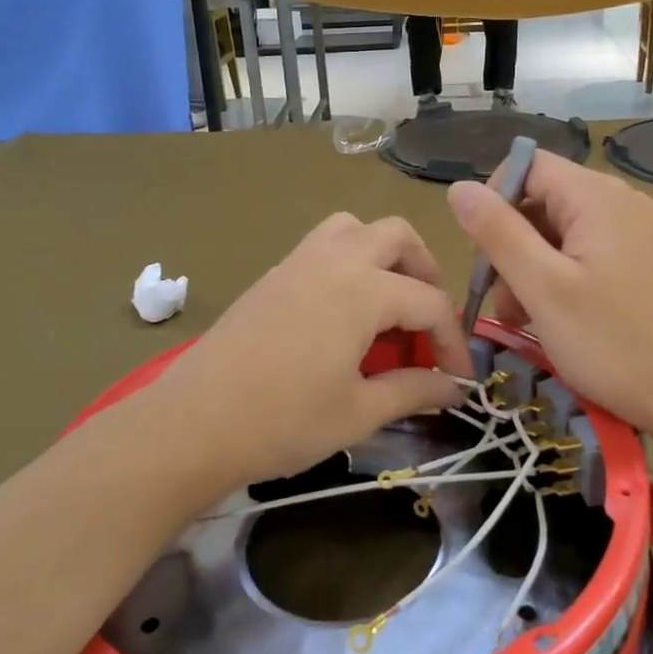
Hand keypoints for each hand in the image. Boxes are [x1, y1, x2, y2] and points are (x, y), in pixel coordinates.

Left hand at [154, 213, 472, 488]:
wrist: (193, 424)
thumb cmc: (282, 422)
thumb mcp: (358, 412)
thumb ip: (413, 391)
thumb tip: (452, 388)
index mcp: (363, 290)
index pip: (430, 302)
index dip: (453, 341)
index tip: (459, 380)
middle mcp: (334, 260)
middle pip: (397, 237)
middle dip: (425, 273)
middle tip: (427, 322)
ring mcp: (297, 262)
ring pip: (354, 228)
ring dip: (383, 255)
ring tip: (387, 305)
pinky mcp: (271, 276)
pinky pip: (322, 246)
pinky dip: (348, 263)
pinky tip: (342, 315)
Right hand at [447, 153, 652, 433]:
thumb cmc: (612, 342)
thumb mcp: (542, 287)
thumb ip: (497, 233)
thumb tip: (458, 188)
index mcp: (596, 197)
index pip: (527, 165)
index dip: (493, 201)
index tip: (481, 254)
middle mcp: (619, 202)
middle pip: (541, 199)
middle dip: (508, 243)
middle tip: (500, 298)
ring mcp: (633, 233)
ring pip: (558, 232)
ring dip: (528, 268)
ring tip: (521, 318)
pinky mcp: (639, 263)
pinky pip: (582, 254)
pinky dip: (556, 279)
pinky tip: (550, 319)